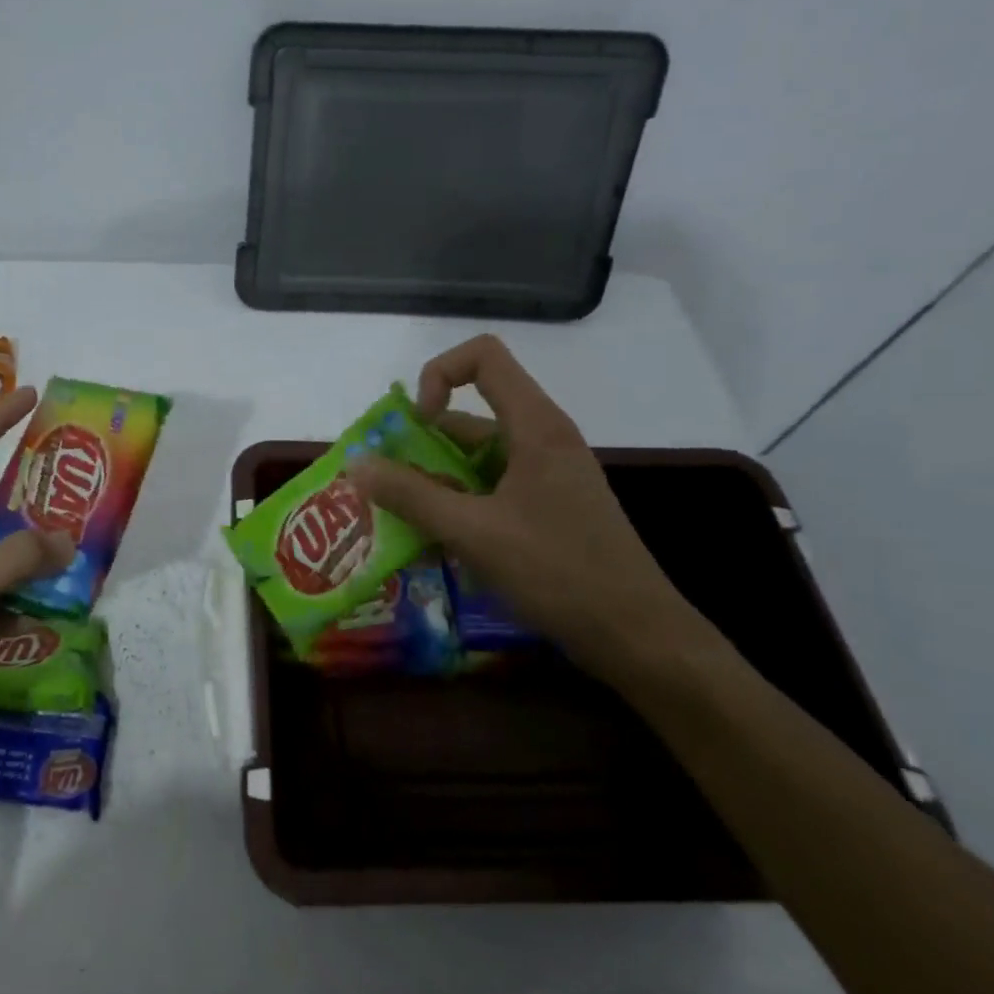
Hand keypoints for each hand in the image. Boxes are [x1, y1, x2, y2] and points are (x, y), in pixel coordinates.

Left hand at [0, 388, 74, 778]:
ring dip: (35, 561)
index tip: (31, 396)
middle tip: (78, 492)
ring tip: (82, 550)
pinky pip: (4, 607)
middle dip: (29, 504)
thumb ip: (13, 560)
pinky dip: (29, 606)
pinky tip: (58, 608)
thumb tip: (67, 541)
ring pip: (2, 562)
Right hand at [347, 335, 716, 684]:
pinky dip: (459, 501)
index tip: (417, 423)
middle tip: (385, 484)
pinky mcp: (551, 506)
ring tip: (401, 519)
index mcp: (535, 426)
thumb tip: (356, 463)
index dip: (439, 374)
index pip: (484, 357)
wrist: (638, 636)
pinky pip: (493, 486)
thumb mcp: (473, 532)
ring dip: (436, 478)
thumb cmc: (558, 572)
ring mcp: (549, 474)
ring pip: (479, 456)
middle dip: (422, 442)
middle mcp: (543, 438)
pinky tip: (437, 541)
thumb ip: (411, 495)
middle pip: (472, 413)